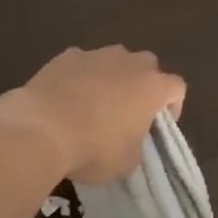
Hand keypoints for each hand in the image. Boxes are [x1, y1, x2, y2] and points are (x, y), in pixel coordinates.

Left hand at [0, 46, 185, 183]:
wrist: (41, 129)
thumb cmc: (93, 149)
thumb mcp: (126, 162)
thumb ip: (136, 145)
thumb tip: (128, 139)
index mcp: (152, 87)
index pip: (176, 88)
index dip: (172, 107)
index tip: (158, 125)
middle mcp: (128, 63)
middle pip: (146, 66)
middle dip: (142, 85)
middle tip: (128, 112)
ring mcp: (95, 55)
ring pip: (112, 61)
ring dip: (110, 78)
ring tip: (93, 104)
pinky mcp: (64, 56)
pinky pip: (80, 64)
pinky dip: (78, 77)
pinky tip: (66, 98)